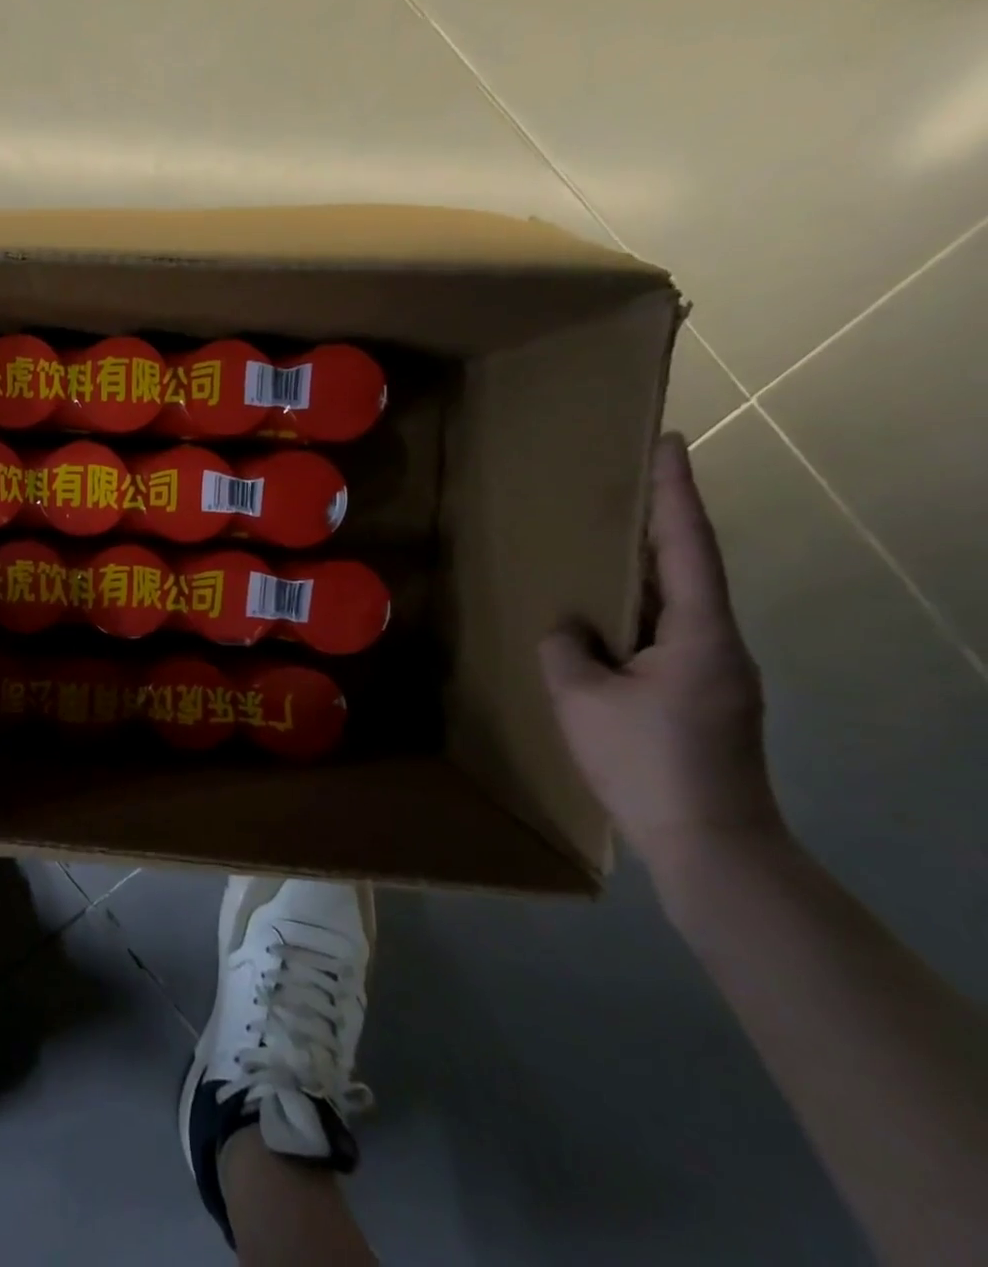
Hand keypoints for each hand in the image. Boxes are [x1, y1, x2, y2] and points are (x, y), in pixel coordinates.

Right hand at [539, 432, 783, 874]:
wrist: (708, 841)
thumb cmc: (644, 761)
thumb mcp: (581, 699)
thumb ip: (566, 649)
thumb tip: (568, 629)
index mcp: (699, 634)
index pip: (686, 546)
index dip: (675, 492)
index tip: (668, 443)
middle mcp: (719, 643)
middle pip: (689, 568)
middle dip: (660, 523)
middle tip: (625, 485)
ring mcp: (716, 672)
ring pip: (677, 605)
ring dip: (645, 571)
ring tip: (604, 549)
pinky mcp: (703, 696)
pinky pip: (666, 636)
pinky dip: (637, 614)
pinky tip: (605, 622)